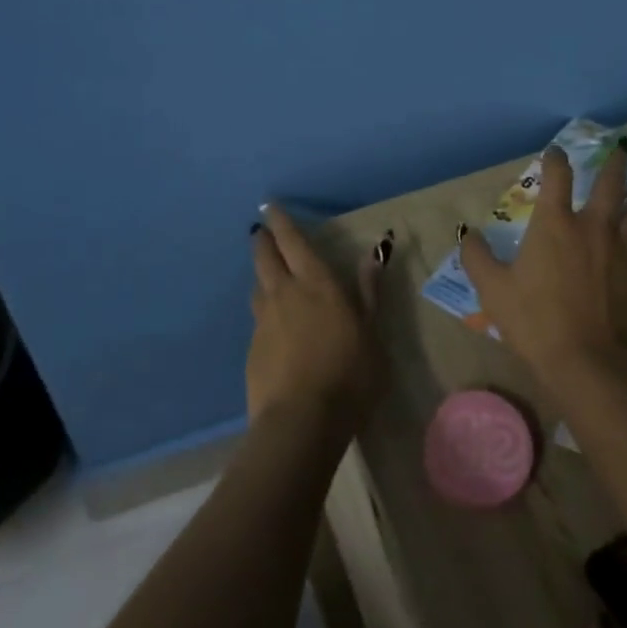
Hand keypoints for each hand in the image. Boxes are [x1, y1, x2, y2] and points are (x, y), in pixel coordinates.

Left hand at [246, 204, 388, 435]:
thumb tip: (374, 255)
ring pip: (258, 288)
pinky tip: (275, 329)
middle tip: (261, 232)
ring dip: (262, 277)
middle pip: (265, 257)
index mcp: (316, 283)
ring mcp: (264, 322)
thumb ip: (368, 293)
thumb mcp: (371, 332)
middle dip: (263, 241)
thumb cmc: (349, 372)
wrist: (302, 421)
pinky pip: (258, 320)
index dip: (281, 222)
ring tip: (269, 278)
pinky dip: (265, 314)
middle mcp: (285, 294)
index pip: (293, 242)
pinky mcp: (252, 350)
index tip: (270, 206)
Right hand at [459, 139, 626, 395]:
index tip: (556, 152)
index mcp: (555, 224)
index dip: (556, 159)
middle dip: (615, 162)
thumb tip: (467, 233)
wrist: (591, 363)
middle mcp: (595, 226)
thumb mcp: (493, 291)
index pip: (557, 177)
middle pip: (610, 183)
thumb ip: (477, 257)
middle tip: (621, 148)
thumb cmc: (536, 322)